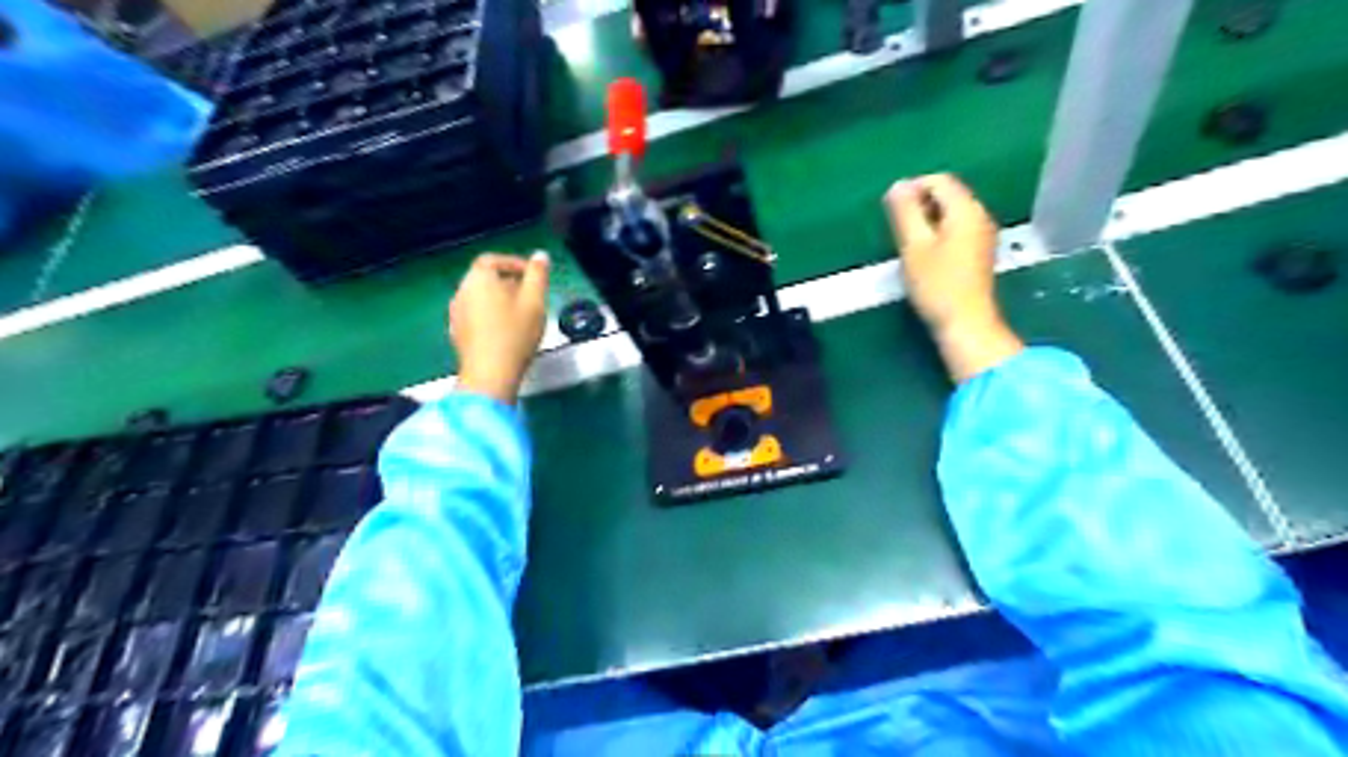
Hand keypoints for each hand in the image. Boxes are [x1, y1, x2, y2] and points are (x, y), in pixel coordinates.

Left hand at [449, 251, 549, 404]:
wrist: (489, 374)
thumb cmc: (515, 334)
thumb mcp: (535, 301)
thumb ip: (538, 275)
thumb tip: (540, 255)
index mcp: (479, 279)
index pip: (493, 259)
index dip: (514, 263)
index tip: (533, 276)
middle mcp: (462, 291)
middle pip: (485, 278)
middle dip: (508, 283)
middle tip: (531, 296)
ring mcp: (456, 314)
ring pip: (480, 298)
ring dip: (499, 301)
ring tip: (521, 315)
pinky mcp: (457, 333)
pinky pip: (475, 315)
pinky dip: (490, 316)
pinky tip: (506, 332)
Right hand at [887, 175, 1021, 381]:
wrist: (966, 323)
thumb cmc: (937, 285)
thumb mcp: (914, 246)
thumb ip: (905, 212)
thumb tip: (897, 185)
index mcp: (966, 209)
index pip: (939, 180)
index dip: (912, 189)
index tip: (892, 213)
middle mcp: (980, 215)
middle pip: (948, 194)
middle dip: (920, 205)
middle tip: (899, 230)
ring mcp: (983, 234)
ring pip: (952, 213)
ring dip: (928, 221)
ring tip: (909, 245)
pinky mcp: (980, 252)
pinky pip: (957, 229)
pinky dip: (939, 234)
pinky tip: (927, 256)